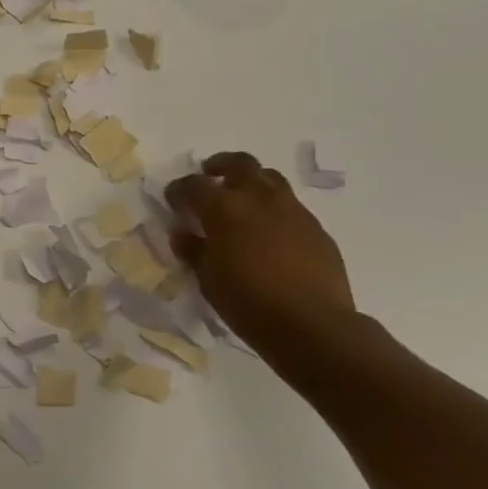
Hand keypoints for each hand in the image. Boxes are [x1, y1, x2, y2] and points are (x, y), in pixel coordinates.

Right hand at [166, 152, 354, 353]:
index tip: (172, 199)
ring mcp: (292, 210)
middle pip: (239, 164)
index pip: (193, 185)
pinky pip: (290, 206)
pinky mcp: (315, 227)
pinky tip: (268, 232)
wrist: (312, 324)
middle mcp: (259, 198)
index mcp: (224, 208)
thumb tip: (184, 234)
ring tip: (241, 199)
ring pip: (269, 178)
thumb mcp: (208, 279)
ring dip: (251, 182)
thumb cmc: (248, 303)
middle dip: (220, 166)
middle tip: (210, 176)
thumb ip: (193, 250)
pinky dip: (273, 209)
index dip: (178, 190)